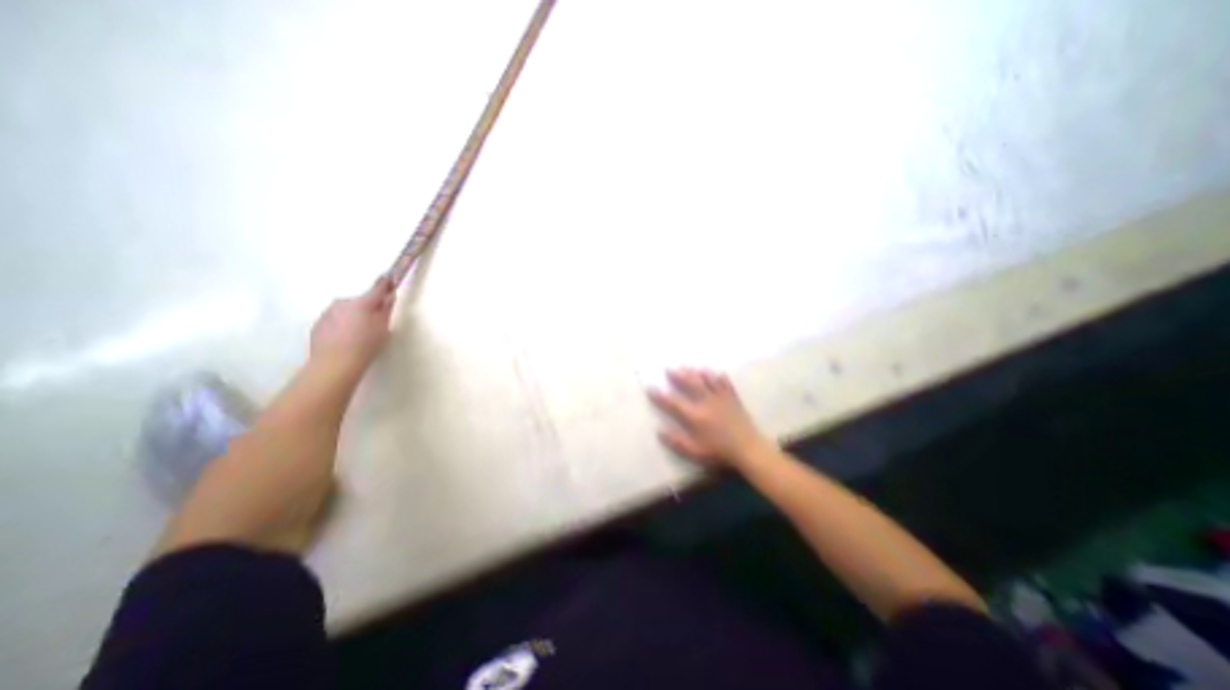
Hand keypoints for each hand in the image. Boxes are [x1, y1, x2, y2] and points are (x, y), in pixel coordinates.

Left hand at [310, 276, 396, 374]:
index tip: (390, 276)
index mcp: (362, 302)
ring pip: (346, 311)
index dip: (386, 282)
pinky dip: (342, 326)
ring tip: (359, 335)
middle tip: (374, 324)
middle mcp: (343, 303)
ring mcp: (327, 313)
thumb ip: (386, 310)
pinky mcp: (318, 324)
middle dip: (367, 308)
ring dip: (353, 317)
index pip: (378, 287)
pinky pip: (334, 320)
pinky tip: (346, 340)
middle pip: (360, 301)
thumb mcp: (383, 328)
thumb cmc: (365, 345)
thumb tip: (388, 298)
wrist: (334, 364)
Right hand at [648, 366, 771, 468]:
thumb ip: (677, 442)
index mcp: (695, 416)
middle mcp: (706, 403)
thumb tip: (660, 431)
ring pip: (707, 380)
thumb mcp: (695, 452)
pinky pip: (725, 383)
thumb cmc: (720, 453)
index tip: (650, 387)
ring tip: (688, 367)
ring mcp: (721, 399)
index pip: (673, 403)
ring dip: (696, 373)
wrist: (748, 449)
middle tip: (669, 369)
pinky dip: (719, 377)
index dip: (660, 395)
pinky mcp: (733, 399)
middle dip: (678, 376)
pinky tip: (716, 372)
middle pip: (690, 384)